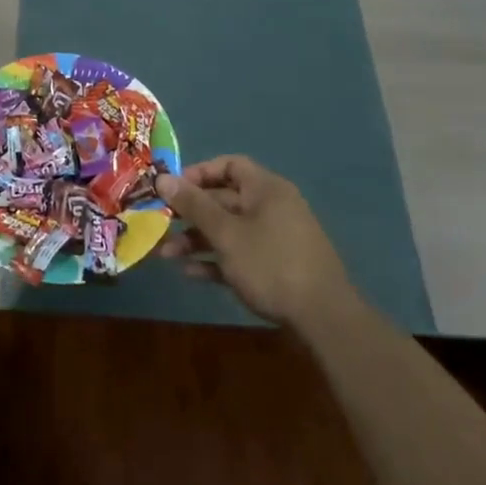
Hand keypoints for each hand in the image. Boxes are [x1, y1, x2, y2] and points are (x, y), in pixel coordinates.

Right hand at [155, 156, 361, 326]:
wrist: (324, 318)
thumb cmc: (270, 263)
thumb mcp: (226, 233)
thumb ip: (193, 205)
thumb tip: (163, 178)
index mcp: (266, 189)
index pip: (229, 165)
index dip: (199, 173)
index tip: (173, 189)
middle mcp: (272, 208)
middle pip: (224, 200)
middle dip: (190, 213)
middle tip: (161, 223)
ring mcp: (276, 239)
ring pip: (229, 230)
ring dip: (197, 240)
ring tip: (167, 255)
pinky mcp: (276, 268)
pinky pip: (240, 255)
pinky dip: (216, 260)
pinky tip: (190, 274)